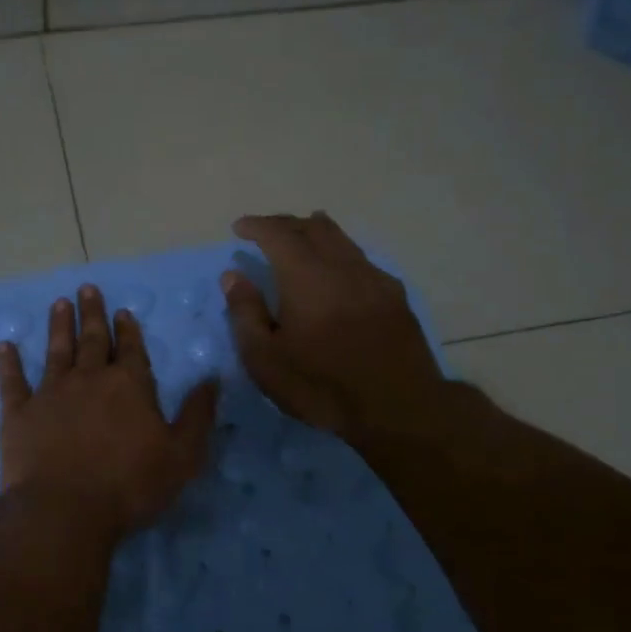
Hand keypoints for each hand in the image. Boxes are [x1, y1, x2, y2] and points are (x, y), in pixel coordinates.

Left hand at [0, 285, 219, 539]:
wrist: (65, 509)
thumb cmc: (130, 486)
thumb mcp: (182, 455)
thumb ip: (197, 415)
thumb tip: (213, 378)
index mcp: (129, 386)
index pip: (132, 350)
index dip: (128, 330)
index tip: (123, 310)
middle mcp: (90, 379)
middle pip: (93, 340)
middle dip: (93, 314)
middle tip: (87, 289)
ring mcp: (51, 393)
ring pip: (56, 350)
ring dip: (59, 326)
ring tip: (59, 304)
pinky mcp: (19, 412)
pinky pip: (12, 381)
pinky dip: (8, 363)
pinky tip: (5, 346)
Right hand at [221, 213, 451, 442]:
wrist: (397, 408)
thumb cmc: (321, 386)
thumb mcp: (266, 360)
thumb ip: (246, 313)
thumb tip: (233, 276)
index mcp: (305, 277)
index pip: (278, 235)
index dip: (257, 226)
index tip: (240, 228)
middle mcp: (341, 267)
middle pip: (313, 229)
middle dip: (286, 223)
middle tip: (267, 229)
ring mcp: (373, 279)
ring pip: (343, 240)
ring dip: (318, 230)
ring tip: (306, 228)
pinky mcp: (395, 297)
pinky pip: (363, 260)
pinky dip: (343, 253)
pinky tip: (342, 267)